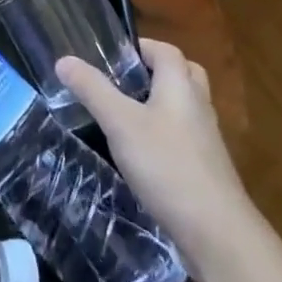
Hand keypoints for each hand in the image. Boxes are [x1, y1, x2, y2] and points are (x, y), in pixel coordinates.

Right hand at [57, 40, 258, 271]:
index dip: (140, 47)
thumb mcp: (120, 123)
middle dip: (155, 73)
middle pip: (182, 75)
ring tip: (126, 117)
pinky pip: (185, 138)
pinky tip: (143, 155)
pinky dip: (166, 136)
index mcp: (181, 85)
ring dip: (160, 105)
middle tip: (124, 84)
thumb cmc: (167, 165)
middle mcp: (199, 106)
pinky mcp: (207, 170)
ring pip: (184, 108)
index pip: (165, 50)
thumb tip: (64, 59)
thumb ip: (92, 89)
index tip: (111, 58)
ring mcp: (207, 140)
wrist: (218, 234)